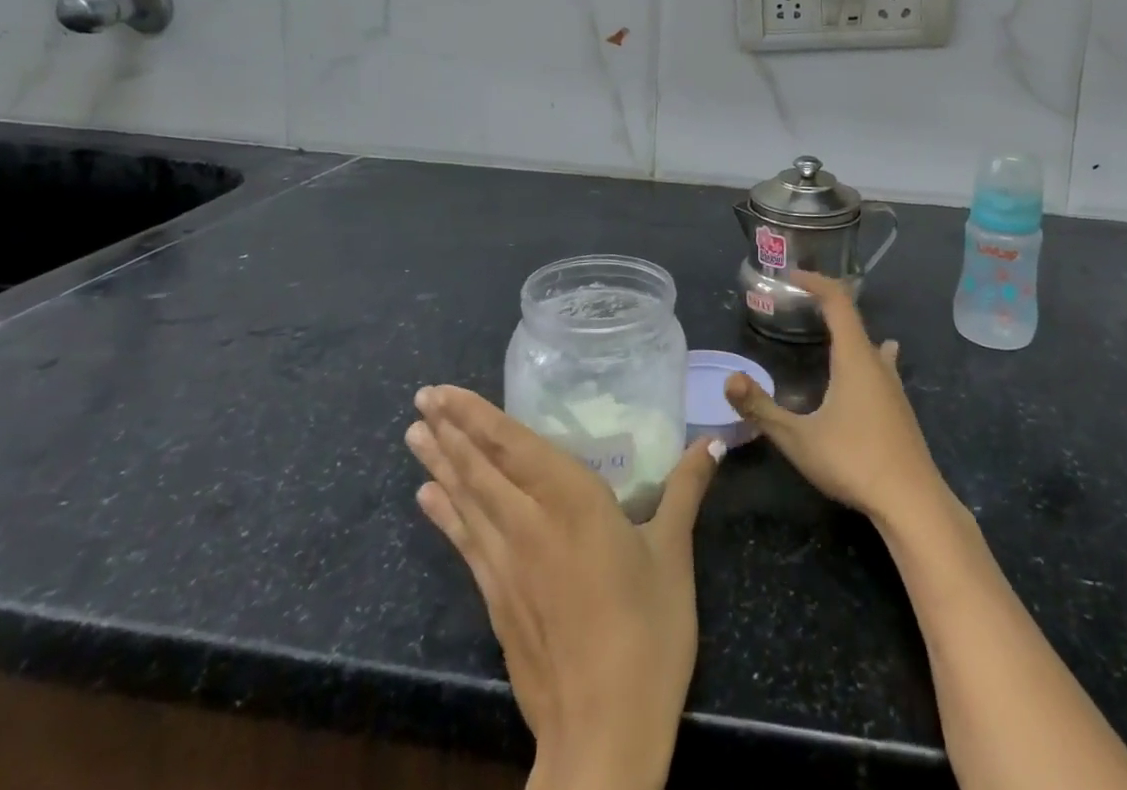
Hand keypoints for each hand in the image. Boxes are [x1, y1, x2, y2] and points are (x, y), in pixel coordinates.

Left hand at [406, 386, 720, 789]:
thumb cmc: (648, 634)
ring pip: (467, 501)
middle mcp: (531, 524)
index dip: (479, 417)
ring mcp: (507, 565)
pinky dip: (445, 515)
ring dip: (441, 463)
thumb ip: (685, 490)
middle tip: (421, 398)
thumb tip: (713, 441)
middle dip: (450, 431)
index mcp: (574, 502)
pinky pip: (465, 543)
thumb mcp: (673, 554)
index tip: (444, 392)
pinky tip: (428, 497)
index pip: (516, 447)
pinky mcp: (497, 601)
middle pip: (481, 469)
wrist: (604, 734)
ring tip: (413, 434)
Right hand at [725, 272, 947, 527]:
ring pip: (871, 344)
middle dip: (828, 304)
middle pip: (854, 319)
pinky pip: (880, 366)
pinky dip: (864, 356)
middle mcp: (877, 363)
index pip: (838, 301)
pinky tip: (866, 373)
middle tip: (800, 303)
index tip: (792, 276)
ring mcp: (894, 387)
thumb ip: (761, 409)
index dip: (816, 282)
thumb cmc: (854, 461)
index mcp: (854, 357)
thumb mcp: (798, 438)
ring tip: (831, 329)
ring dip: (849, 331)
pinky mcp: (900, 409)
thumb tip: (729, 379)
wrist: (913, 503)